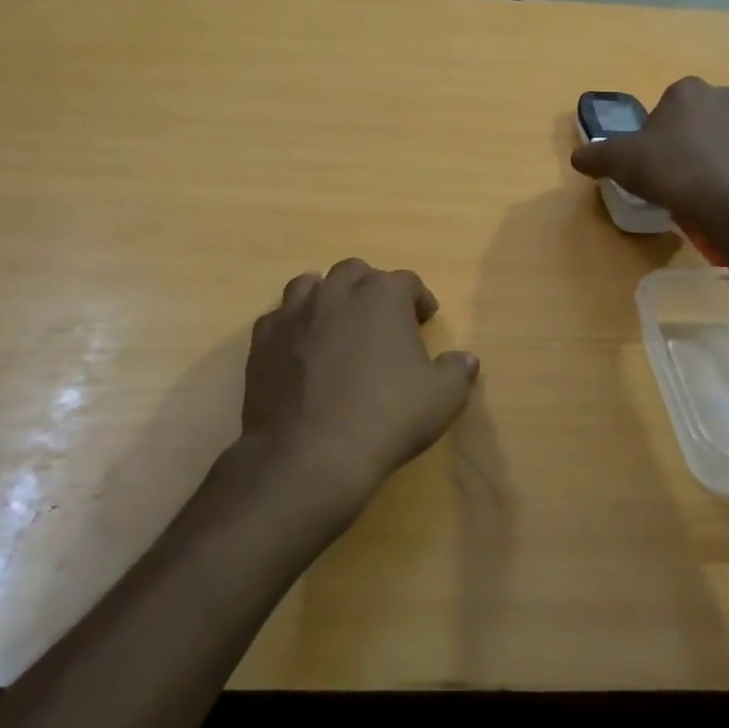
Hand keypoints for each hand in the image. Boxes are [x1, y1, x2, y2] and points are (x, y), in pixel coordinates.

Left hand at [240, 259, 478, 519]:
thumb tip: (465, 359)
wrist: (310, 455)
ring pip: (310, 285)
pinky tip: (300, 351)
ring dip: (328, 298)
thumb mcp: (442, 398)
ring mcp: (294, 313)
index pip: (406, 282)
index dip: (419, 299)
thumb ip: (457, 370)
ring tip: (337, 326)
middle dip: (371, 290)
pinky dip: (293, 326)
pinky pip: (279, 318)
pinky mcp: (262, 340)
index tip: (425, 319)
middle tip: (382, 321)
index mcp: (382, 295)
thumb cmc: (386, 418)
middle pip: (356, 273)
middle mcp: (336, 292)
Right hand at [570, 77, 728, 220]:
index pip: (668, 103)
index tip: (651, 156)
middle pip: (699, 116)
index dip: (657, 130)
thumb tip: (578, 157)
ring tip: (698, 185)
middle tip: (673, 170)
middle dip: (688, 137)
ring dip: (713, 152)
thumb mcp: (617, 161)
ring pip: (724, 135)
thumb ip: (594, 155)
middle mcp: (725, 96)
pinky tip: (718, 193)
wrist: (724, 202)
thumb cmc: (668, 169)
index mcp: (688, 90)